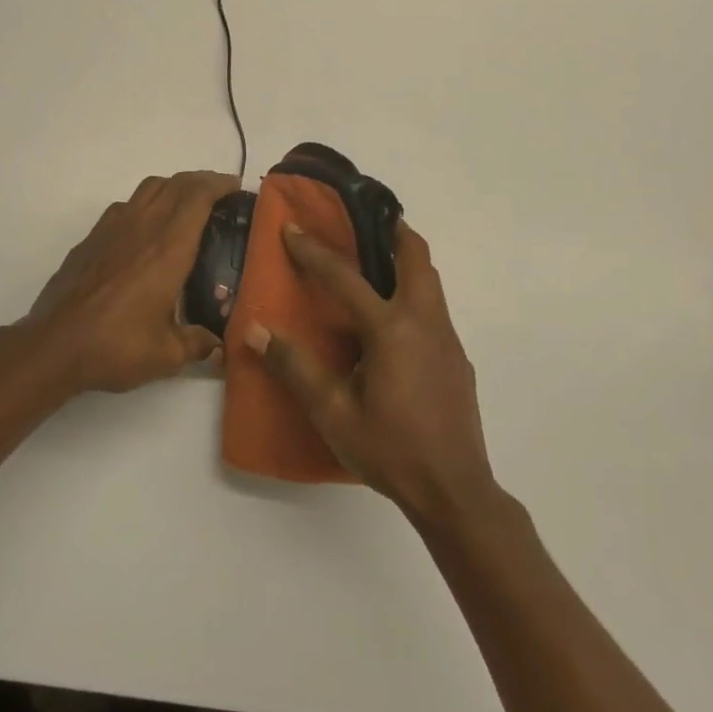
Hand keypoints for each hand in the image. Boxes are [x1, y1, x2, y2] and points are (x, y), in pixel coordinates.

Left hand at [22, 170, 238, 393]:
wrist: (55, 345)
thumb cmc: (116, 346)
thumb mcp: (166, 355)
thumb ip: (197, 344)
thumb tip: (216, 345)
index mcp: (169, 248)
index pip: (198, 196)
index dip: (219, 184)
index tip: (236, 188)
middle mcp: (143, 227)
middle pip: (176, 183)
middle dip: (201, 181)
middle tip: (219, 195)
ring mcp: (113, 228)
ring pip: (149, 188)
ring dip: (173, 187)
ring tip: (185, 206)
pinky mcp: (92, 237)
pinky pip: (126, 205)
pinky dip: (145, 204)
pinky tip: (146, 230)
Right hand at [248, 221, 498, 524]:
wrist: (455, 492)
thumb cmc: (390, 449)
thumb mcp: (333, 413)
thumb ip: (295, 368)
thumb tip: (255, 332)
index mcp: (391, 329)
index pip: (346, 277)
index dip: (314, 250)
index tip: (292, 227)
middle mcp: (424, 323)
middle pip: (416, 258)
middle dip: (393, 231)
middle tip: (366, 219)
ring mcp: (447, 340)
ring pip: (430, 282)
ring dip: (406, 261)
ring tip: (377, 261)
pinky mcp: (457, 360)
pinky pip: (434, 310)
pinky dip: (413, 294)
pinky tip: (393, 325)